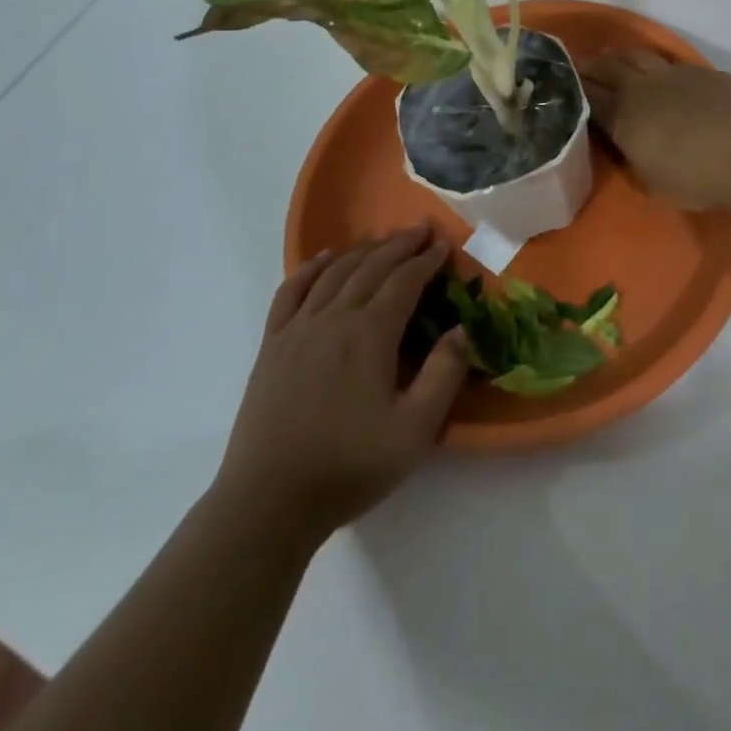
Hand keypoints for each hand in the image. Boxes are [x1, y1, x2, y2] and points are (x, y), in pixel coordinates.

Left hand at [214, 225, 468, 549]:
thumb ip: (444, 375)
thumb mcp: (415, 431)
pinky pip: (292, 290)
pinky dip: (311, 267)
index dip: (426, 260)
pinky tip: (325, 259)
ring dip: (362, 249)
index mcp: (370, 334)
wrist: (269, 501)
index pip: (404, 281)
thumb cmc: (348, 466)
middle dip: (399, 244)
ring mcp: (298, 328)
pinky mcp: (273, 344)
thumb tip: (461, 329)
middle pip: (370, 266)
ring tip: (382, 237)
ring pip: (334, 272)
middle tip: (421, 229)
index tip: (444, 244)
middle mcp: (334, 318)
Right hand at [582, 51, 730, 211]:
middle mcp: (641, 87)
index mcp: (622, 116)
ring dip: (618, 57)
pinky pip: (668, 63)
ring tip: (610, 60)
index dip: (570, 89)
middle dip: (588, 66)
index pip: (587, 97)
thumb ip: (633, 160)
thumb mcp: (653, 183)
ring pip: (636, 56)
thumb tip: (626, 147)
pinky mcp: (702, 72)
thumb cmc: (697, 176)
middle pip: (607, 68)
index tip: (557, 84)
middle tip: (575, 65)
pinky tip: (658, 73)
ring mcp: (673, 74)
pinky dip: (654, 64)